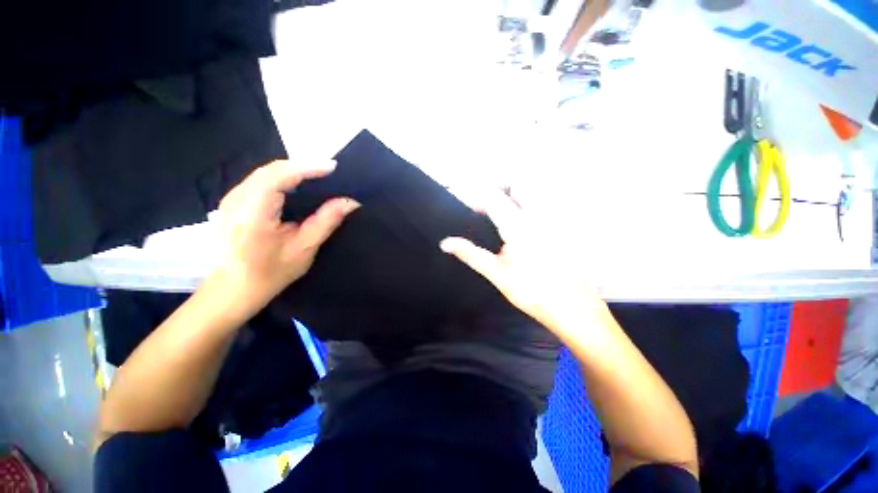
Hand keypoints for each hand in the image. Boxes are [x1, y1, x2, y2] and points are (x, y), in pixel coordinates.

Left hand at [216, 159, 358, 305]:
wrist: (233, 287)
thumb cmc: (271, 273)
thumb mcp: (304, 249)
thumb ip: (326, 222)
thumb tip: (350, 202)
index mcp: (252, 215)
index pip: (277, 178)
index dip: (306, 168)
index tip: (332, 167)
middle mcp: (236, 200)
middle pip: (271, 170)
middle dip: (302, 166)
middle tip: (330, 170)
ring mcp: (231, 198)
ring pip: (265, 172)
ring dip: (293, 170)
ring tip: (319, 174)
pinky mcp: (233, 200)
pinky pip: (261, 179)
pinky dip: (283, 176)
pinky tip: (299, 183)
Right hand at [440, 190, 606, 335]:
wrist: (571, 307)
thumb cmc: (530, 291)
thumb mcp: (496, 272)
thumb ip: (470, 253)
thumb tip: (445, 243)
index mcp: (518, 226)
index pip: (493, 197)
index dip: (477, 196)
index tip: (467, 203)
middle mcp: (539, 216)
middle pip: (519, 185)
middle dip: (500, 190)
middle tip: (487, 208)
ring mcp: (554, 220)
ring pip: (534, 194)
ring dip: (515, 197)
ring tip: (502, 217)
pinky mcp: (563, 227)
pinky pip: (545, 206)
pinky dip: (529, 208)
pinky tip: (523, 228)